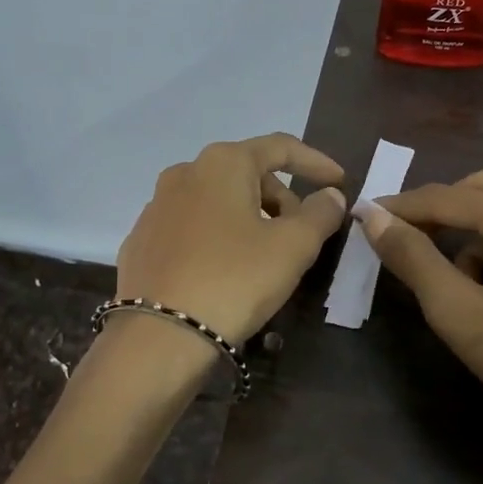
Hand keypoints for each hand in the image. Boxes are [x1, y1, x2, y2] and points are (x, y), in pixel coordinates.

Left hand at [117, 134, 347, 342]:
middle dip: (281, 198)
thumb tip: (330, 195)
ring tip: (266, 256)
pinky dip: (218, 237)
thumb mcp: (293, 247)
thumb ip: (320, 213)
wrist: (160, 336)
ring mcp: (157, 207)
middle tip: (303, 233)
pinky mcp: (142, 241)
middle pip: (247, 173)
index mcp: (223, 163)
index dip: (316, 162)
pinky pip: (192, 227)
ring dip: (250, 217)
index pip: (280, 148)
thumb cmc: (235, 279)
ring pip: (218, 200)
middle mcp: (184, 173)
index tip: (341, 182)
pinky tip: (226, 270)